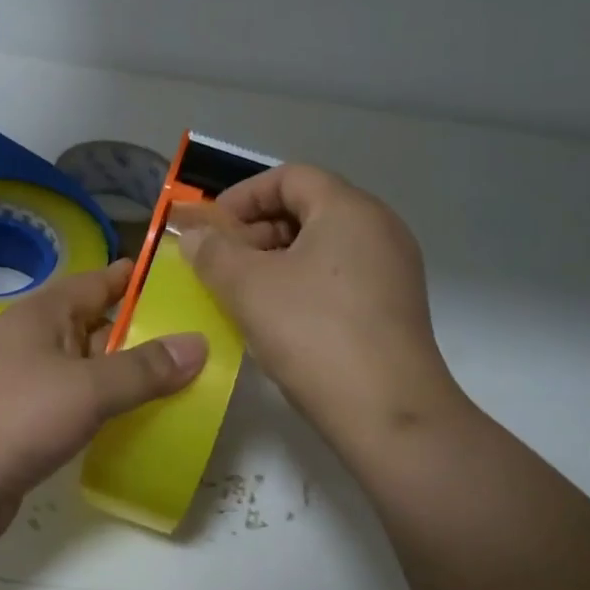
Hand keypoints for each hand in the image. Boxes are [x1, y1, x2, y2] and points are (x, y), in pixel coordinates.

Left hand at [0, 260, 207, 558]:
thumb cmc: (8, 417)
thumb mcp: (85, 388)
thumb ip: (143, 369)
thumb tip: (199, 343)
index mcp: (43, 315)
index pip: (100, 282)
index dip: (139, 279)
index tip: (186, 282)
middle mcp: (33, 344)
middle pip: (98, 329)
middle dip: (145, 335)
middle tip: (202, 344)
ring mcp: (24, 388)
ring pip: (88, 374)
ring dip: (127, 380)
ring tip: (185, 387)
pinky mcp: (22, 430)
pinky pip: (75, 412)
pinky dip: (105, 416)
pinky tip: (138, 429)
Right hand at [175, 164, 462, 443]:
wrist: (387, 413)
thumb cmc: (313, 334)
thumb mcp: (248, 287)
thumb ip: (213, 251)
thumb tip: (194, 233)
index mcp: (349, 209)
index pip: (289, 176)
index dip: (242, 196)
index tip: (211, 228)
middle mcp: (379, 228)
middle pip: (307, 208)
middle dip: (256, 231)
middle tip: (221, 263)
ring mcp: (393, 269)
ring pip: (322, 246)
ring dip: (275, 260)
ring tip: (242, 293)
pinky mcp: (394, 307)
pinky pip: (339, 277)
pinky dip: (302, 284)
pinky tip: (278, 319)